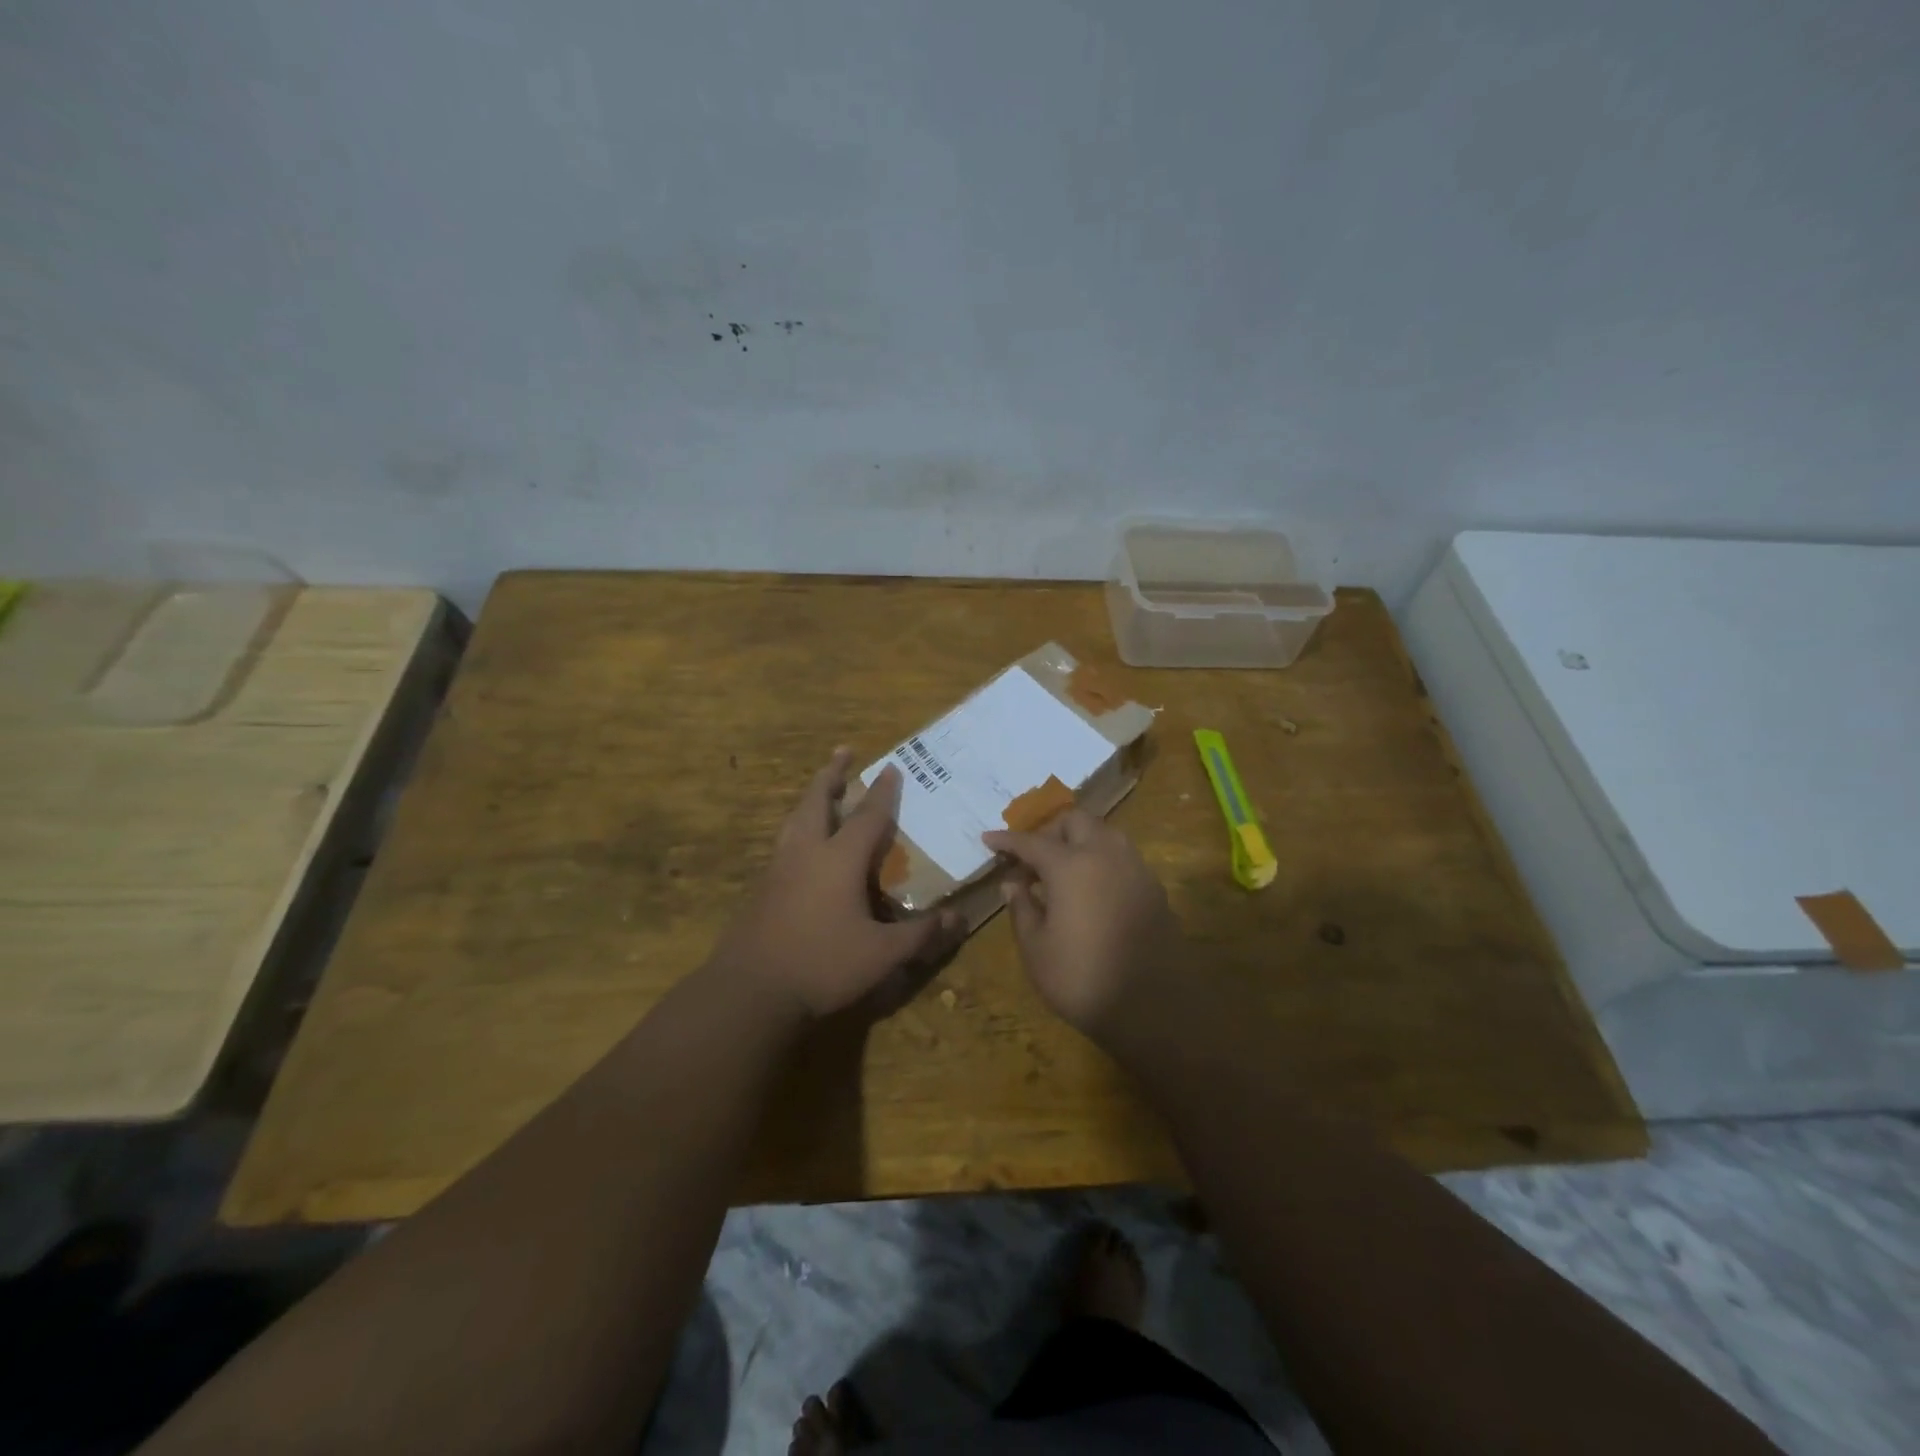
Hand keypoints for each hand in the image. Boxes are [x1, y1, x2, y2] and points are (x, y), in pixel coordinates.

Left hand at [716, 749, 961, 1019]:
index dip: (882, 792)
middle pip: (818, 801)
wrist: (749, 991)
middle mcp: (806, 853)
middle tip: (843, 751)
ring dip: (812, 797)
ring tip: (821, 789)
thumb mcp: (882, 955)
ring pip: (795, 819)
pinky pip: (784, 843)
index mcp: (839, 859)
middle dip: (833, 774)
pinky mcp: (762, 889)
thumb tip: (958, 920)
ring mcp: (778, 869)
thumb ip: (920, 936)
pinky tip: (802, 845)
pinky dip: (798, 828)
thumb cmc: (822, 964)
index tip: (892, 767)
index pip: (867, 816)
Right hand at [982, 810, 1181, 1036]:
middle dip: (1050, 831)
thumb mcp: (1036, 949)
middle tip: (1032, 858)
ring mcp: (1135, 868)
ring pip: (1104, 833)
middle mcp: (1106, 855)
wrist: (1152, 1008)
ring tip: (1061, 870)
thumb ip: (1022, 908)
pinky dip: (1101, 859)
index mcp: (1071, 866)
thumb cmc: (1082, 979)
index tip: (988, 839)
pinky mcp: (1154, 888)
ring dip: (1079, 840)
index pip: (1032, 842)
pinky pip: (1122, 857)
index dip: (1007, 840)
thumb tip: (1012, 883)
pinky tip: (1091, 888)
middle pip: (1075, 822)